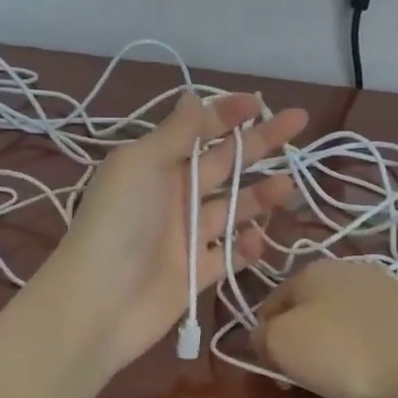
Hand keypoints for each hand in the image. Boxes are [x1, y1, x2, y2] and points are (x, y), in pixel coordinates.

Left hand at [39, 89, 306, 374]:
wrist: (100, 302)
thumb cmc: (119, 222)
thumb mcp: (141, 164)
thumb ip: (175, 133)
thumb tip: (194, 95)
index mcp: (155, 165)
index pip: (197, 131)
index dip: (227, 114)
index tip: (259, 102)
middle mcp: (172, 196)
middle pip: (224, 164)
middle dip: (258, 144)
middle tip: (297, 124)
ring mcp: (185, 236)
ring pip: (232, 208)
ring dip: (259, 195)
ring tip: (288, 185)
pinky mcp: (196, 273)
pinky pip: (229, 254)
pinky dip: (246, 246)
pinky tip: (259, 238)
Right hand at [253, 259, 397, 397]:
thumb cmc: (346, 350)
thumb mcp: (283, 344)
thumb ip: (262, 336)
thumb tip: (263, 335)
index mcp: (309, 269)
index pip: (270, 303)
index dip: (265, 339)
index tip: (277, 372)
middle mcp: (345, 268)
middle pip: (307, 308)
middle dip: (302, 341)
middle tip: (307, 377)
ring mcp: (383, 286)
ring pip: (341, 317)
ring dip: (335, 344)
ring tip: (344, 377)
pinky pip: (373, 329)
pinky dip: (367, 348)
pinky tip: (375, 369)